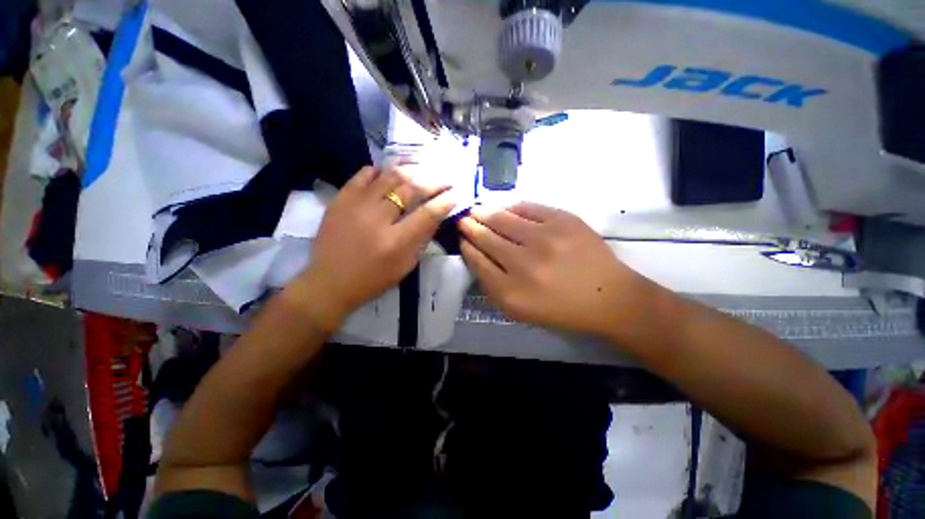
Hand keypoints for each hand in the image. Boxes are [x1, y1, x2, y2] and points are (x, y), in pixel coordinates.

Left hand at [288, 166, 454, 331]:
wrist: (329, 283)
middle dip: (432, 181)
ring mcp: (356, 206)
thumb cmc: (373, 279)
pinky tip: (388, 171)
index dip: (444, 202)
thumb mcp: (405, 266)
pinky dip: (378, 170)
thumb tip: (435, 215)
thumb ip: (421, 239)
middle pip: (410, 190)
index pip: (427, 214)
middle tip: (443, 178)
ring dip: (409, 170)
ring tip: (421, 168)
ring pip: (388, 176)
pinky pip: (362, 175)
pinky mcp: (340, 200)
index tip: (455, 194)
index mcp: (396, 242)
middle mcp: (377, 219)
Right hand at [458, 202, 652, 336]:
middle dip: (469, 226)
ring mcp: (545, 239)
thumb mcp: (519, 309)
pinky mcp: (563, 220)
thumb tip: (475, 253)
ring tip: (476, 209)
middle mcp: (524, 264)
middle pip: (485, 238)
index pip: (477, 261)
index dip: (466, 247)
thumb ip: (492, 285)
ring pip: (501, 219)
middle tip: (462, 219)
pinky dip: (510, 206)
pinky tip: (503, 207)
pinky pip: (526, 206)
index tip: (461, 239)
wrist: (608, 297)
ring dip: (484, 213)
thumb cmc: (560, 308)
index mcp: (510, 293)